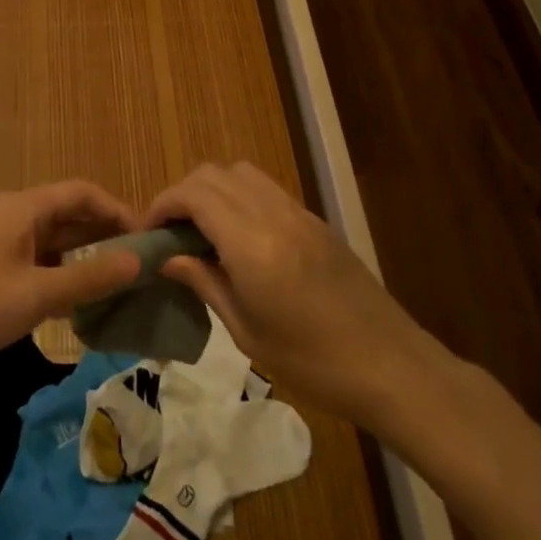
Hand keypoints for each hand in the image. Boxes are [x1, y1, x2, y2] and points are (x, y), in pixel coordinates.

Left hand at [0, 181, 142, 380]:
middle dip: (103, 233)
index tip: (147, 237)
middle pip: (68, 213)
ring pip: (51, 240)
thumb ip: (89, 279)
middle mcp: (13, 215)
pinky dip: (58, 273)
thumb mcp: (35, 294)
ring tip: (115, 283)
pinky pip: (34, 259)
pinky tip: (73, 303)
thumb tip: (138, 260)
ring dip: (82, 256)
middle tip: (138, 263)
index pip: (83, 193)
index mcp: (25, 208)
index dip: (117, 210)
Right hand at [148, 163, 437, 425]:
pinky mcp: (314, 220)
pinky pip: (266, 189)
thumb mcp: (248, 332)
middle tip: (170, 234)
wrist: (392, 366)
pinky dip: (239, 198)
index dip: (162, 205)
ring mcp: (298, 212)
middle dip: (183, 194)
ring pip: (241, 173)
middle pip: (214, 173)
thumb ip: (205, 283)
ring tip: (202, 233)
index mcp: (252, 243)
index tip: (148, 235)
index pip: (194, 194)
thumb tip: (168, 257)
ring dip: (212, 190)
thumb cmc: (314, 363)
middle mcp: (273, 214)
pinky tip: (239, 239)